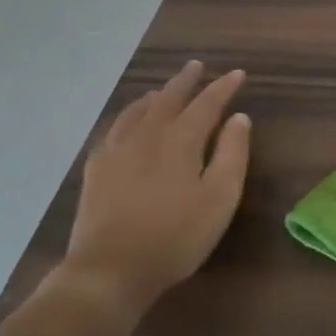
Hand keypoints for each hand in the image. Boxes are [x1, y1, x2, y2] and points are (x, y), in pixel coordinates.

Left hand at [57, 61, 249, 316]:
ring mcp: (117, 149)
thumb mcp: (219, 198)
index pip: (207, 103)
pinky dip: (127, 116)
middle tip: (196, 66)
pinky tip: (127, 124)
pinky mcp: (96, 168)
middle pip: (169, 97)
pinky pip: (114, 128)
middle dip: (186, 80)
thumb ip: (232, 154)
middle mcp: (148, 134)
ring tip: (162, 91)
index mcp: (181, 139)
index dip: (223, 87)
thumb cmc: (175, 236)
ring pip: (138, 110)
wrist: (109, 269)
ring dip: (155, 95)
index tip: (238, 74)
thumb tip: (239, 118)